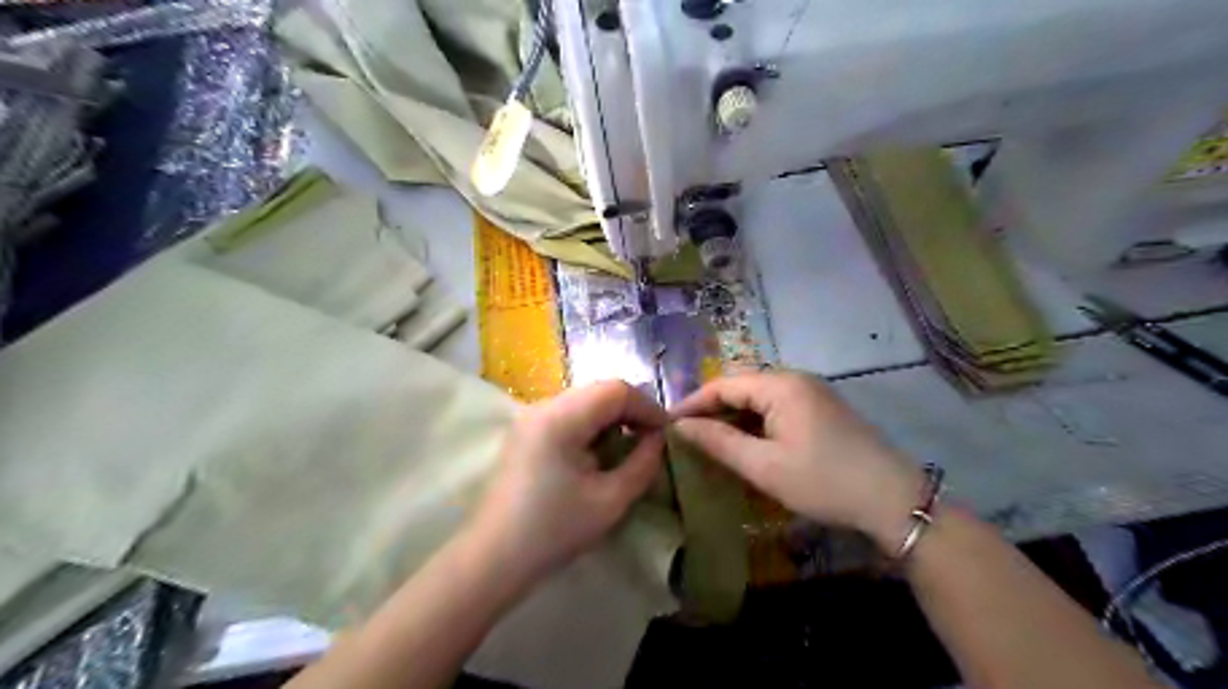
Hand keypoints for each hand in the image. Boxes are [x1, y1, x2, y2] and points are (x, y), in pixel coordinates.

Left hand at [471, 380, 666, 582]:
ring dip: (613, 416)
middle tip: (652, 439)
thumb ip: (642, 463)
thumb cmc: (554, 531)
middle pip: (600, 390)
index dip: (648, 407)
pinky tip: (600, 451)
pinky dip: (593, 424)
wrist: (494, 558)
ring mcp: (531, 417)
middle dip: (632, 410)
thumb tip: (659, 438)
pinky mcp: (526, 431)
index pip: (616, 390)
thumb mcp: (610, 500)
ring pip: (585, 399)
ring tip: (630, 445)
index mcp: (561, 418)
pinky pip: (569, 413)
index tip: (667, 433)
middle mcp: (543, 406)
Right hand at [670, 370, 921, 550]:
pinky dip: (755, 422)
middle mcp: (796, 379)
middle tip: (685, 435)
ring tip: (708, 440)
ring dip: (733, 417)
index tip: (667, 424)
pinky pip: (777, 407)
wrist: (894, 500)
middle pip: (741, 387)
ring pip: (759, 398)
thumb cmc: (823, 481)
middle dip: (711, 409)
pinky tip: (745, 443)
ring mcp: (812, 392)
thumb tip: (680, 426)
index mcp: (780, 385)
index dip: (693, 403)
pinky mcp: (822, 409)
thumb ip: (719, 442)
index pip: (723, 385)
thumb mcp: (764, 466)